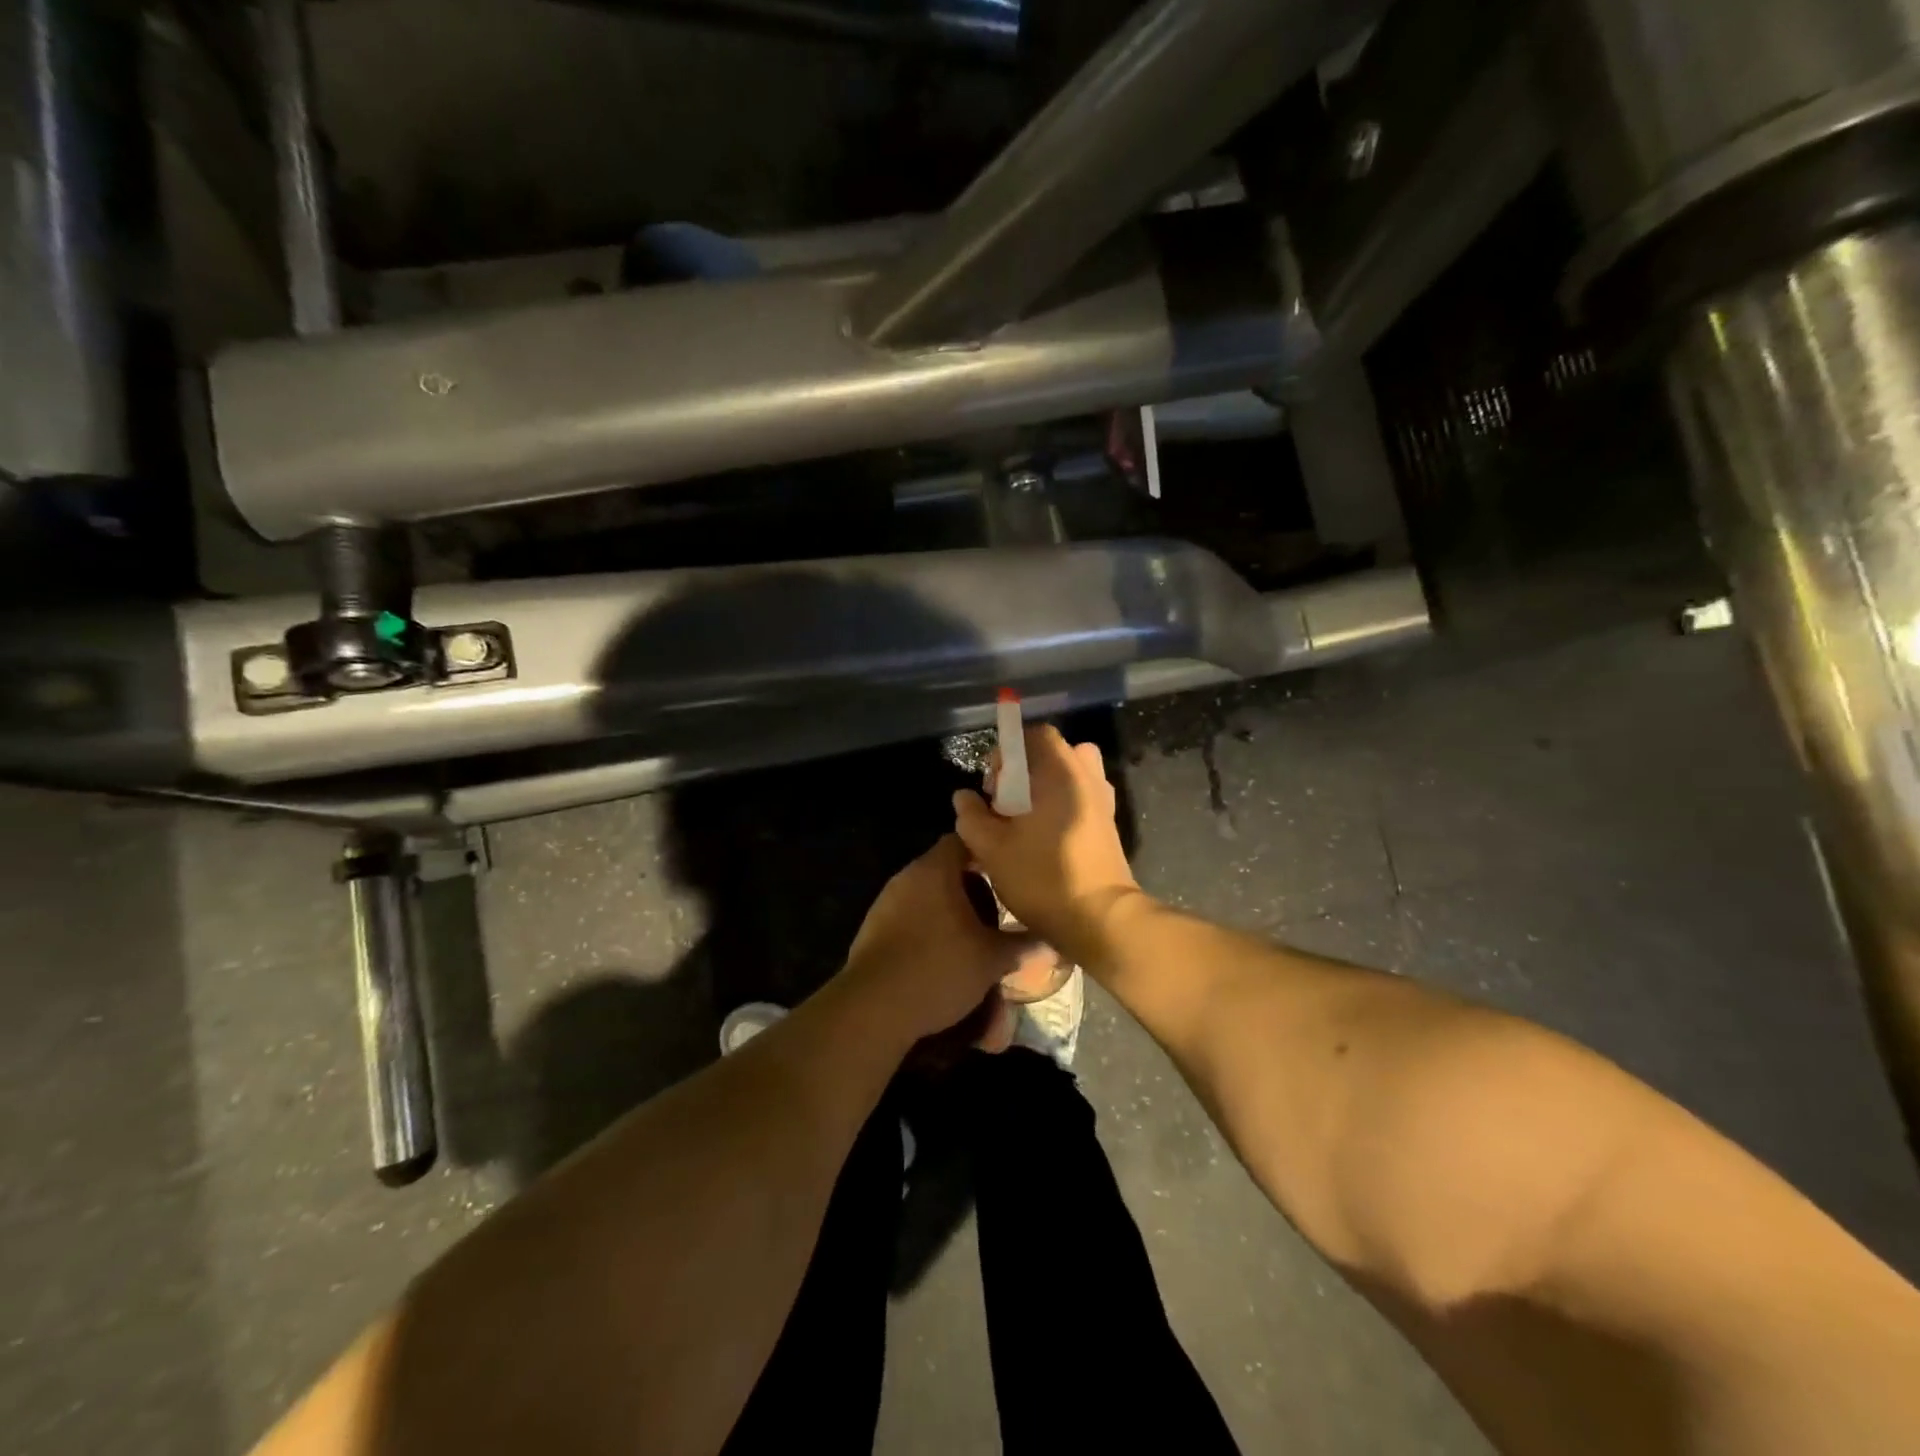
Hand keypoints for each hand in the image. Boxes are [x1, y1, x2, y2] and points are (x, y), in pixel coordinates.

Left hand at [841, 834, 1033, 1043]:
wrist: (874, 1007)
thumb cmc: (939, 968)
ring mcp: (885, 902)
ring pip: (926, 896)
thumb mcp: (990, 959)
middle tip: (997, 911)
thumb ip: (1021, 945)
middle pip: (945, 869)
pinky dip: (928, 930)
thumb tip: (1050, 939)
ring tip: (974, 937)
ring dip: (949, 912)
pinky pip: (908, 919)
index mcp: (935, 869)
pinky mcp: (872, 929)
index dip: (988, 852)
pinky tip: (942, 956)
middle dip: (972, 888)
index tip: (1009, 870)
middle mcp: (907, 876)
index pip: (963, 840)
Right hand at [952, 726, 1140, 962]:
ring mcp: (1103, 802)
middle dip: (1026, 770)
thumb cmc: (1043, 876)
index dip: (1009, 751)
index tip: (993, 785)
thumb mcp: (992, 848)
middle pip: (1055, 754)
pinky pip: (1081, 799)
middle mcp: (1087, 778)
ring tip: (1026, 820)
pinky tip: (1044, 838)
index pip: (1036, 735)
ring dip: (1046, 789)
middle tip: (1007, 802)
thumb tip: (963, 797)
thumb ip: (972, 817)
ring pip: (1070, 777)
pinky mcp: (1108, 826)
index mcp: (1061, 772)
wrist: (1101, 919)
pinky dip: (1062, 807)